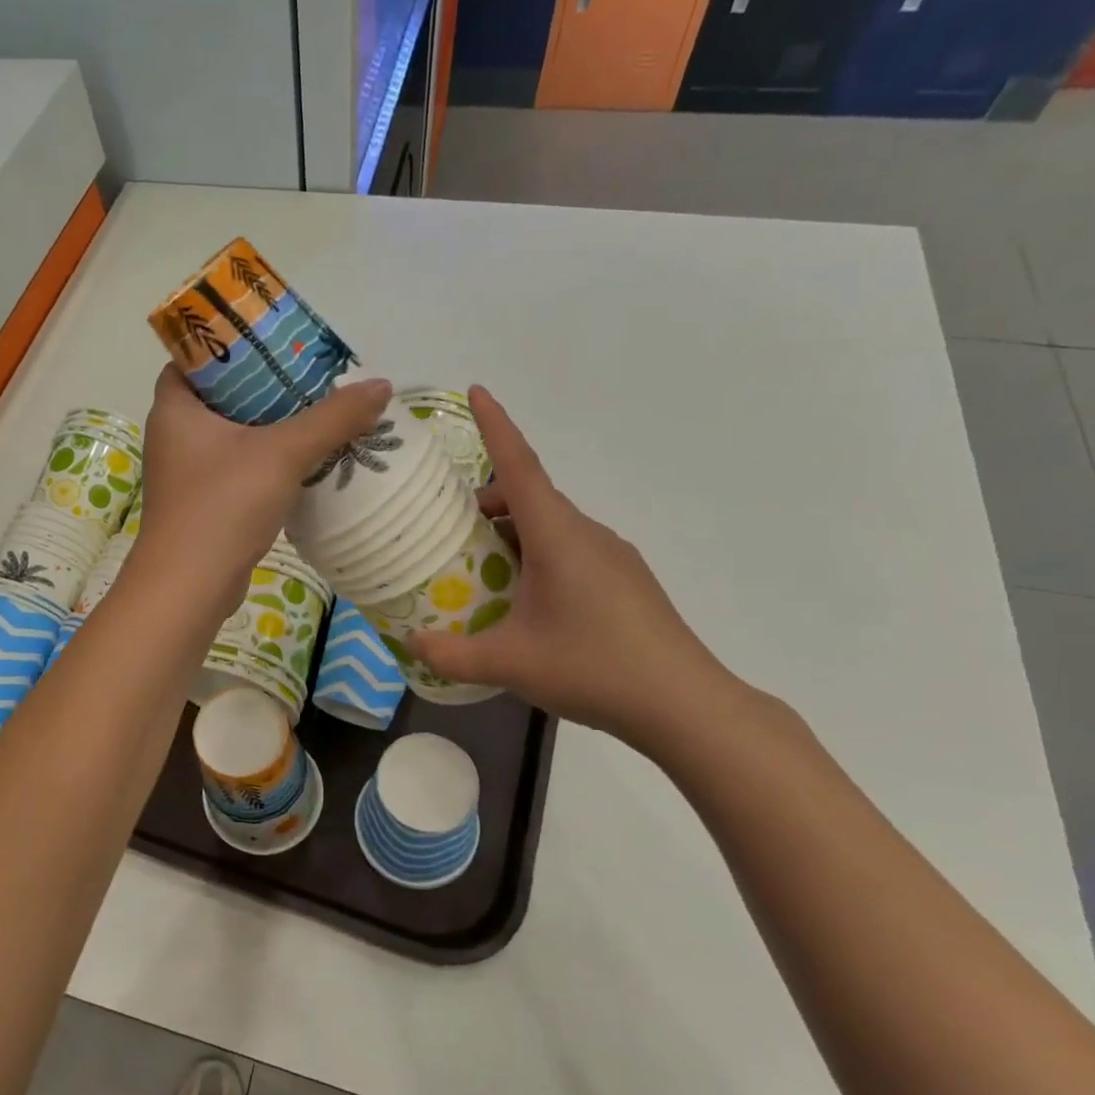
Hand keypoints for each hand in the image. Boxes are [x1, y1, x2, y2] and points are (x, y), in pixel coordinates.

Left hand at [132, 366, 391, 611]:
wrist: (190, 587)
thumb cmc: (223, 505)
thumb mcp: (283, 453)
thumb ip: (332, 418)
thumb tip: (381, 386)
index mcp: (174, 408)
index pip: (195, 358)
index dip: (231, 345)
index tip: (274, 343)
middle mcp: (173, 436)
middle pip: (221, 396)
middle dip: (263, 388)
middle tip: (308, 378)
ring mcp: (186, 474)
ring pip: (232, 437)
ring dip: (269, 428)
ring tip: (316, 414)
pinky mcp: (202, 506)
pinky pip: (237, 470)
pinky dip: (266, 463)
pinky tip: (303, 462)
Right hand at [407, 388, 741, 753]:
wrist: (684, 704)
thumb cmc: (593, 668)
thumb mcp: (510, 663)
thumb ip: (451, 654)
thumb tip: (409, 642)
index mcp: (558, 536)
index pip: (519, 466)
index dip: (495, 426)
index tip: (476, 391)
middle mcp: (586, 533)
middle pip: (530, 496)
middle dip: (488, 500)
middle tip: (449, 527)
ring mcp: (612, 556)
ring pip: (551, 525)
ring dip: (513, 532)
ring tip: (482, 570)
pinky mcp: (626, 580)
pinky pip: (571, 549)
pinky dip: (538, 555)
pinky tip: (527, 601)